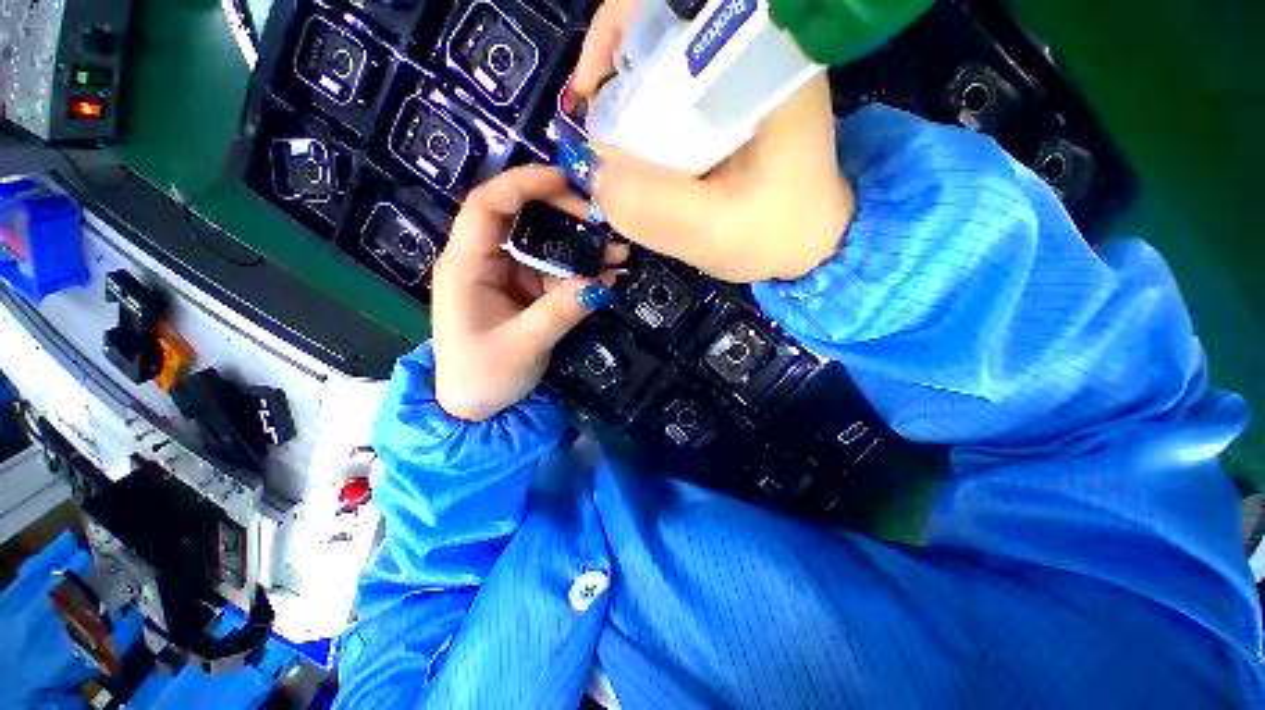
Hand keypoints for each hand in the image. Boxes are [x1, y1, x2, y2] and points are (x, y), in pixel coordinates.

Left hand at [431, 166, 625, 421]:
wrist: (478, 410)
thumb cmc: (484, 377)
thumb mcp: (524, 345)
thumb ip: (561, 312)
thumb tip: (600, 285)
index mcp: (466, 265)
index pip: (489, 206)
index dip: (526, 184)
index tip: (569, 181)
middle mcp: (485, 262)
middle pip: (522, 218)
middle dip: (565, 215)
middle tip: (605, 222)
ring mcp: (508, 277)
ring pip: (545, 248)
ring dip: (582, 249)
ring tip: (619, 254)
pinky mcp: (525, 293)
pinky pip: (555, 275)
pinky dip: (581, 275)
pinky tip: (608, 278)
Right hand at [564, 0, 854, 283]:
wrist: (810, 243)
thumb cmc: (776, 238)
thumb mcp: (714, 234)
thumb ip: (653, 208)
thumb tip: (589, 168)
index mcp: (768, 67)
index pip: (683, 3)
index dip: (621, 25)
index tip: (592, 87)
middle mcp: (761, 52)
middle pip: (669, 22)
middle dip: (618, 64)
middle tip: (596, 124)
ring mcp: (749, 73)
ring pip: (670, 53)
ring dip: (629, 89)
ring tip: (613, 142)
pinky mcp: (737, 98)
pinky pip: (678, 85)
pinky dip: (648, 110)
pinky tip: (641, 148)